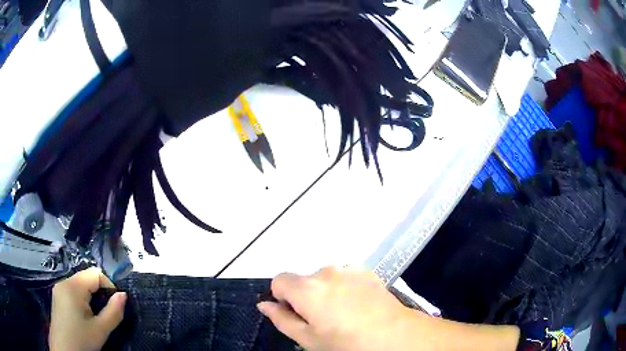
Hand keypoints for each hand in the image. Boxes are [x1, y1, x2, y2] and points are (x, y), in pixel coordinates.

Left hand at [49, 267, 126, 350]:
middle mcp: (64, 282)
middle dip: (99, 292)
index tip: (114, 305)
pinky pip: (73, 290)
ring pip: (80, 284)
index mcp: (73, 286)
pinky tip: (84, 315)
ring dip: (91, 296)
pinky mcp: (57, 296)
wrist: (63, 349)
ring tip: (95, 316)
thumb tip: (123, 295)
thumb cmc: (81, 340)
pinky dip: (82, 298)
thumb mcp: (101, 330)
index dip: (108, 286)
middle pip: (86, 277)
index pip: (95, 273)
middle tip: (105, 313)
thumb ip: (114, 312)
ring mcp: (59, 288)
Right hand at [257, 267, 414, 350]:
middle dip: (305, 296)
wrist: (394, 335)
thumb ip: (281, 319)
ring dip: (326, 291)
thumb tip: (264, 304)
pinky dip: (344, 287)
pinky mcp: (366, 271)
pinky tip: (358, 305)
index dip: (282, 297)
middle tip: (322, 319)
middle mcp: (325, 272)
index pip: (279, 280)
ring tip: (343, 312)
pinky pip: (345, 276)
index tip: (296, 314)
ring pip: (325, 278)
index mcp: (306, 288)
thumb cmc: (346, 343)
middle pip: (303, 280)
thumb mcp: (308, 339)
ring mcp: (348, 269)